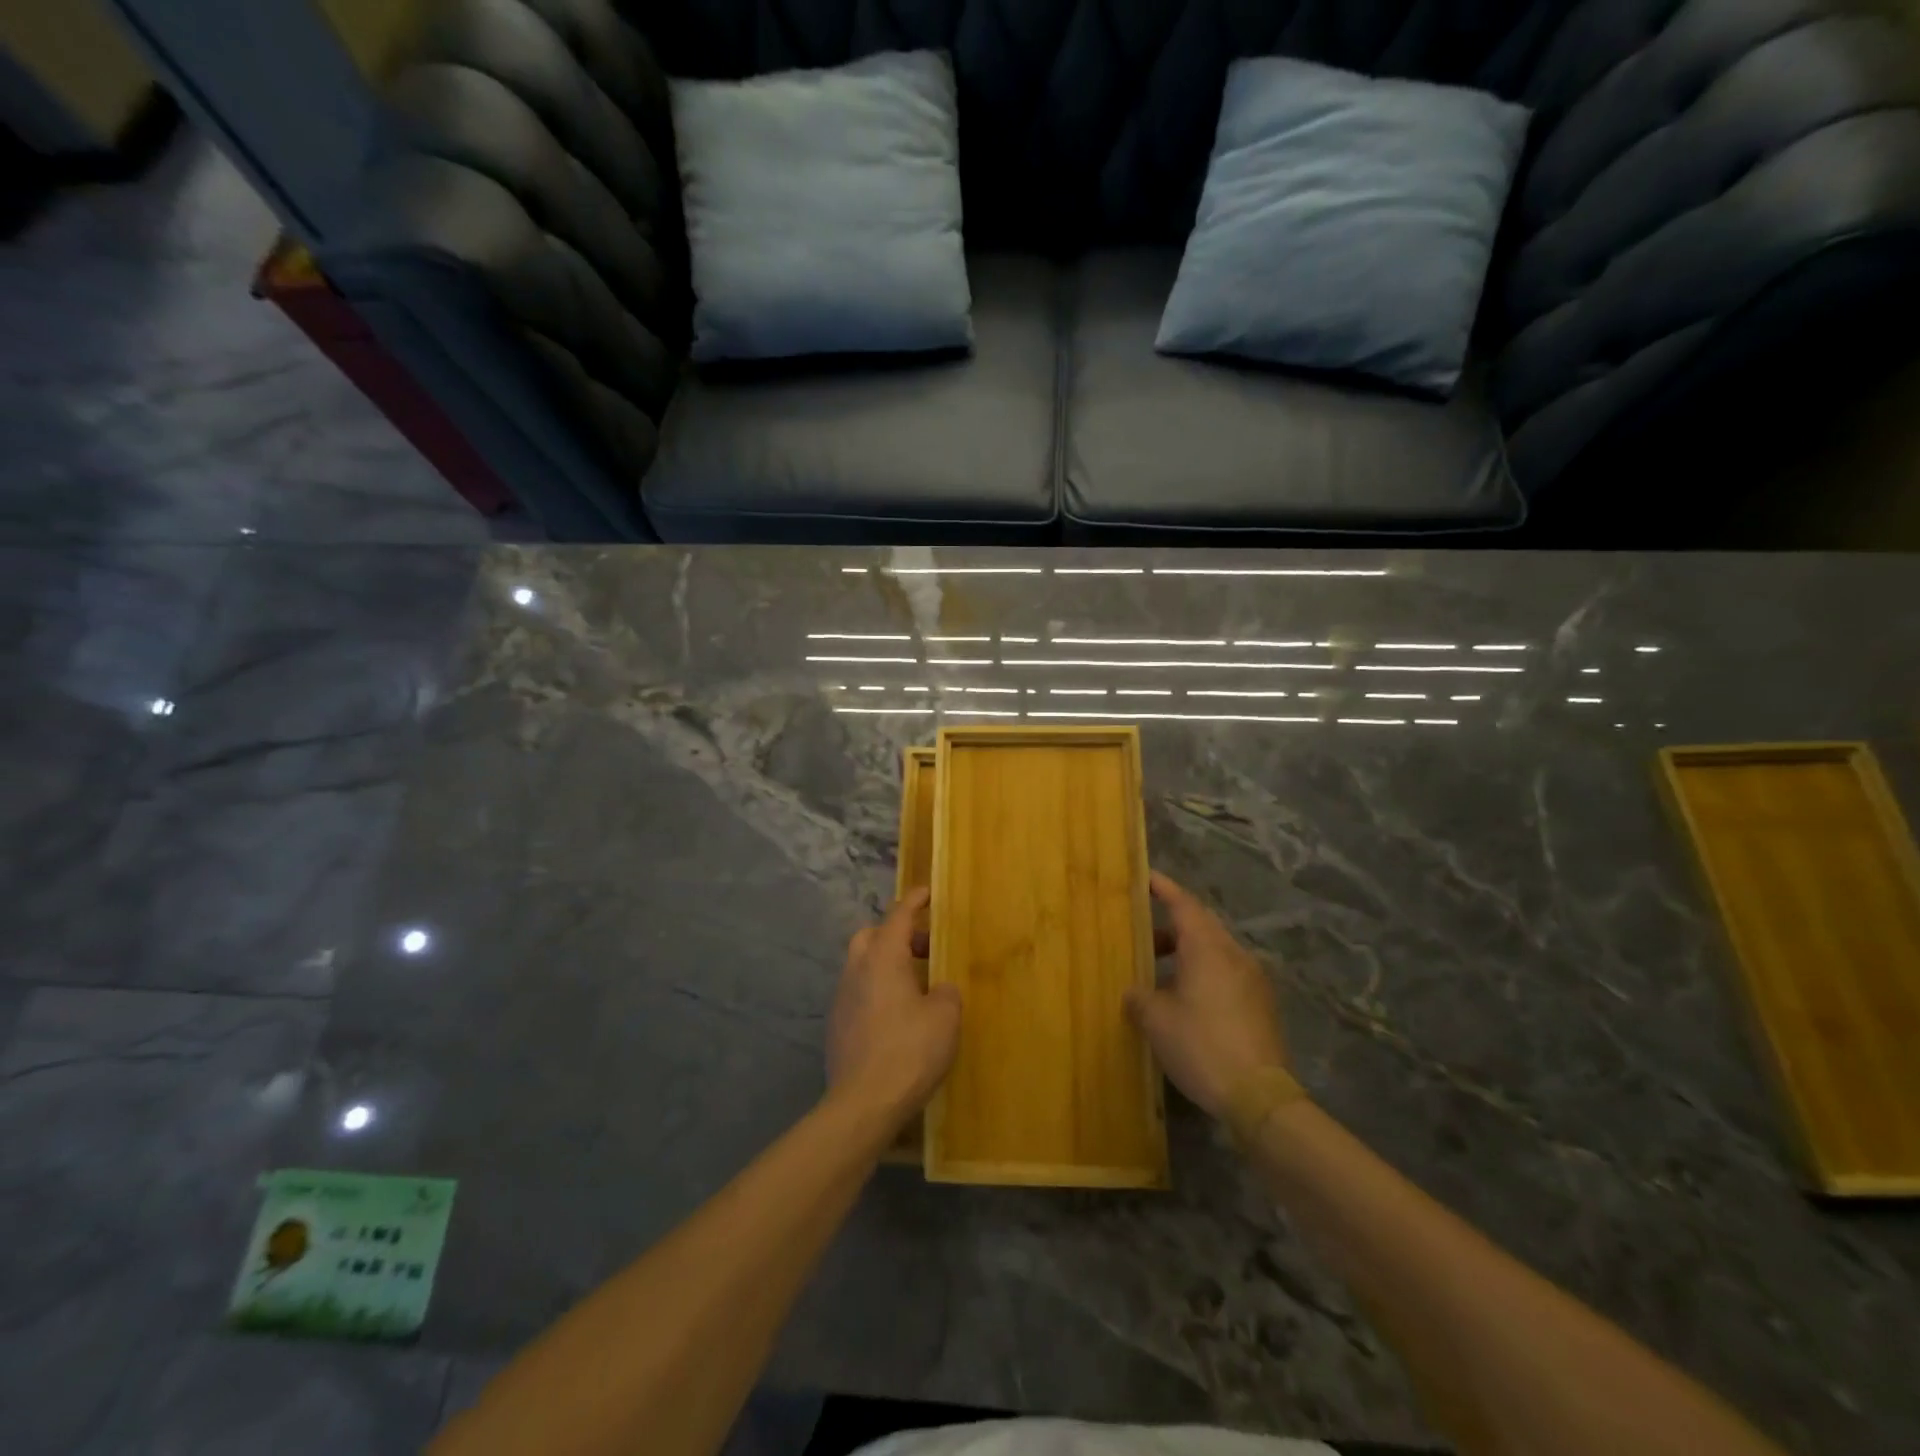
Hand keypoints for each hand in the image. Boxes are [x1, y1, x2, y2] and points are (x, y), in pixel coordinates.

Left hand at [827, 888, 961, 1120]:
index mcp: (883, 958)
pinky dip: (877, 991)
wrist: (863, 1103)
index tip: (926, 892)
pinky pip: (858, 993)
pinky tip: (896, 1015)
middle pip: (871, 936)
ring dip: (885, 964)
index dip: (913, 901)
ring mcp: (841, 998)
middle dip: (896, 933)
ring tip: (914, 984)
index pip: (898, 916)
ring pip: (861, 965)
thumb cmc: (910, 1051)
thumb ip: (945, 993)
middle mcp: (856, 970)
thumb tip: (938, 989)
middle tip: (924, 948)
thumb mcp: (945, 1018)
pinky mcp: (836, 1026)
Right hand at [1125, 872, 1290, 1118]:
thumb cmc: (1201, 1046)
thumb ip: (1140, 997)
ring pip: (1215, 950)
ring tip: (1159, 971)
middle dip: (1171, 925)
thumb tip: (1134, 991)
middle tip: (1142, 933)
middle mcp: (1234, 954)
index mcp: (1208, 948)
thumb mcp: (1157, 1021)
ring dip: (1187, 953)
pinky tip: (1186, 998)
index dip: (1163, 888)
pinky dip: (1203, 972)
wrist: (1259, 1096)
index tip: (1145, 877)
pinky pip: (1227, 973)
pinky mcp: (1262, 1003)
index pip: (1183, 904)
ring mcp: (1253, 979)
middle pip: (1201, 925)